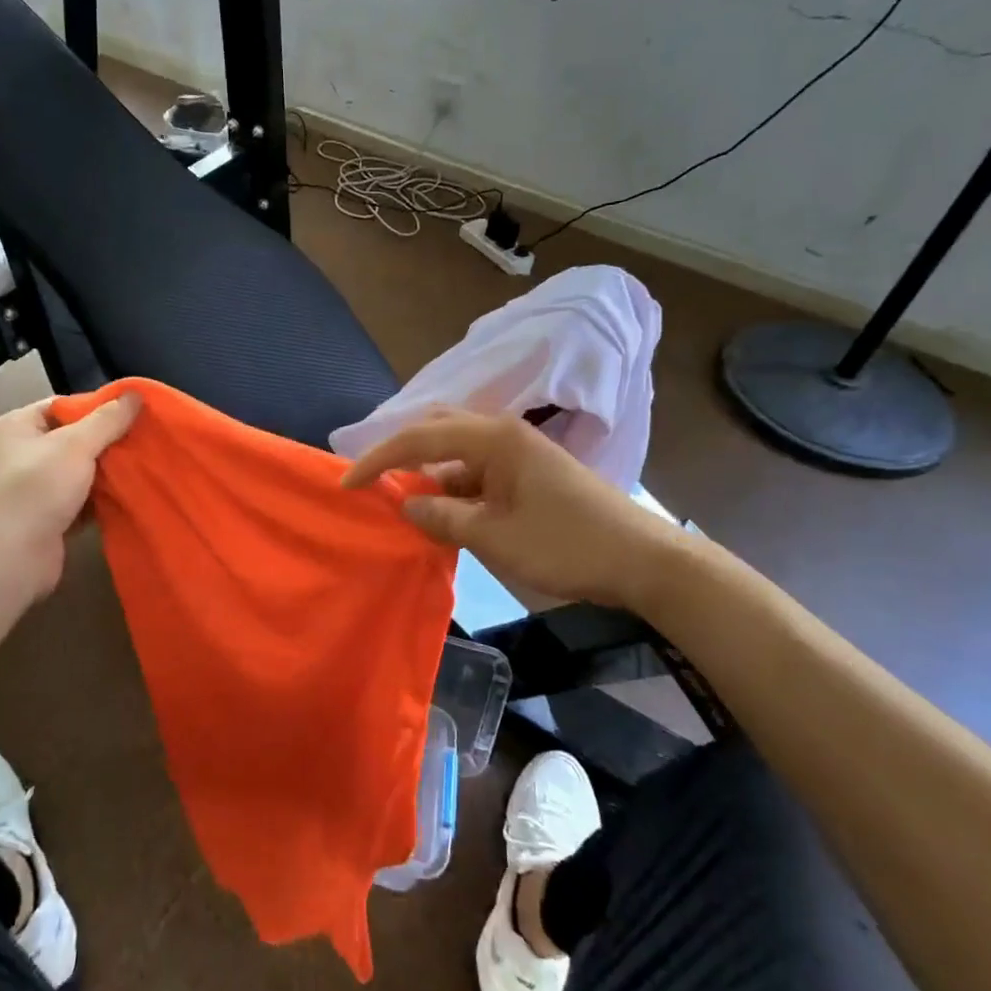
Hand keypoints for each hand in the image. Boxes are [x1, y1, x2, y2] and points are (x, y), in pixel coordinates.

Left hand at [0, 393, 140, 599]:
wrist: (9, 558)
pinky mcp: (48, 520)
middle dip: (108, 441)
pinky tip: (131, 495)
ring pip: (80, 473)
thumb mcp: (76, 444)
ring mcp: (34, 490)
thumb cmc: (36, 488)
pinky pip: (82, 502)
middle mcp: (22, 455)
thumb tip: (136, 394)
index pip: (63, 406)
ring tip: (145, 465)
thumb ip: (108, 419)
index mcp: (18, 427)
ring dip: (108, 473)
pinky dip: (102, 500)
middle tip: (146, 438)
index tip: (133, 412)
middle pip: (74, 439)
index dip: (98, 407)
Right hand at [341, 409, 677, 609]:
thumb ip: (443, 517)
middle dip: (401, 453)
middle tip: (371, 480)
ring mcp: (518, 452)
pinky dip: (453, 488)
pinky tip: (442, 514)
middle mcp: (503, 433)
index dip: (378, 459)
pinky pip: (477, 471)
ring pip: (456, 452)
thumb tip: (407, 504)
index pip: (419, 439)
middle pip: (436, 430)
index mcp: (493, 438)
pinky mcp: (528, 472)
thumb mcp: (495, 537)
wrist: (642, 560)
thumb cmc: (567, 545)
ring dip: (428, 474)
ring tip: (401, 504)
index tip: (347, 484)